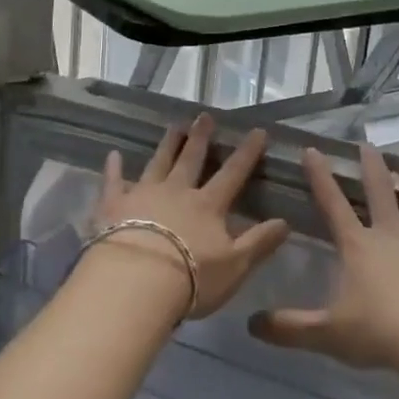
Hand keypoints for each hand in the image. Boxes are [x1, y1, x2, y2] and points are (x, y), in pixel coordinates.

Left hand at [90, 113, 290, 319]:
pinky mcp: (113, 205)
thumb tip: (286, 221)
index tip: (257, 131)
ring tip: (174, 126)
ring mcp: (143, 194)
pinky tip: (113, 155)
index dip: (247, 152)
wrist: (135, 282)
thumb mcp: (235, 266)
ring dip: (167, 144)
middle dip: (201, 137)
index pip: (233, 173)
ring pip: (158, 162)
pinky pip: (113, 181)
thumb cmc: (191, 279)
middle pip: (191, 159)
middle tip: (204, 116)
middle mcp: (177, 191)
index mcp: (208, 205)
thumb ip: (260, 242)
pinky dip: (113, 168)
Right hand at [248, 144, 398, 369]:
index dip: (321, 177)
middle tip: (368, 144)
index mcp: (358, 246)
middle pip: (378, 192)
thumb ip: (290, 328)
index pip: (333, 205)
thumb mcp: (327, 332)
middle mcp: (390, 234)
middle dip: (371, 167)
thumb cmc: (378, 332)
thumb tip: (251, 326)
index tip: (312, 150)